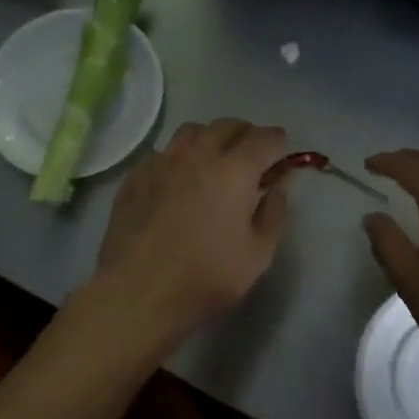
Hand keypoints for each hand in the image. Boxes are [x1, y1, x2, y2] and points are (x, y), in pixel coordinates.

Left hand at [94, 119, 291, 335]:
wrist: (139, 292)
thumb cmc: (207, 276)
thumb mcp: (258, 254)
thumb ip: (274, 213)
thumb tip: (278, 186)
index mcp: (234, 170)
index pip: (264, 138)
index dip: (278, 142)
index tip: (282, 153)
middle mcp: (198, 155)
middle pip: (227, 125)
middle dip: (246, 134)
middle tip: (252, 156)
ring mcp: (162, 162)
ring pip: (191, 131)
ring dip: (211, 138)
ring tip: (215, 160)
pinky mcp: (136, 176)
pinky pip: (163, 152)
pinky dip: (179, 156)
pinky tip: (179, 179)